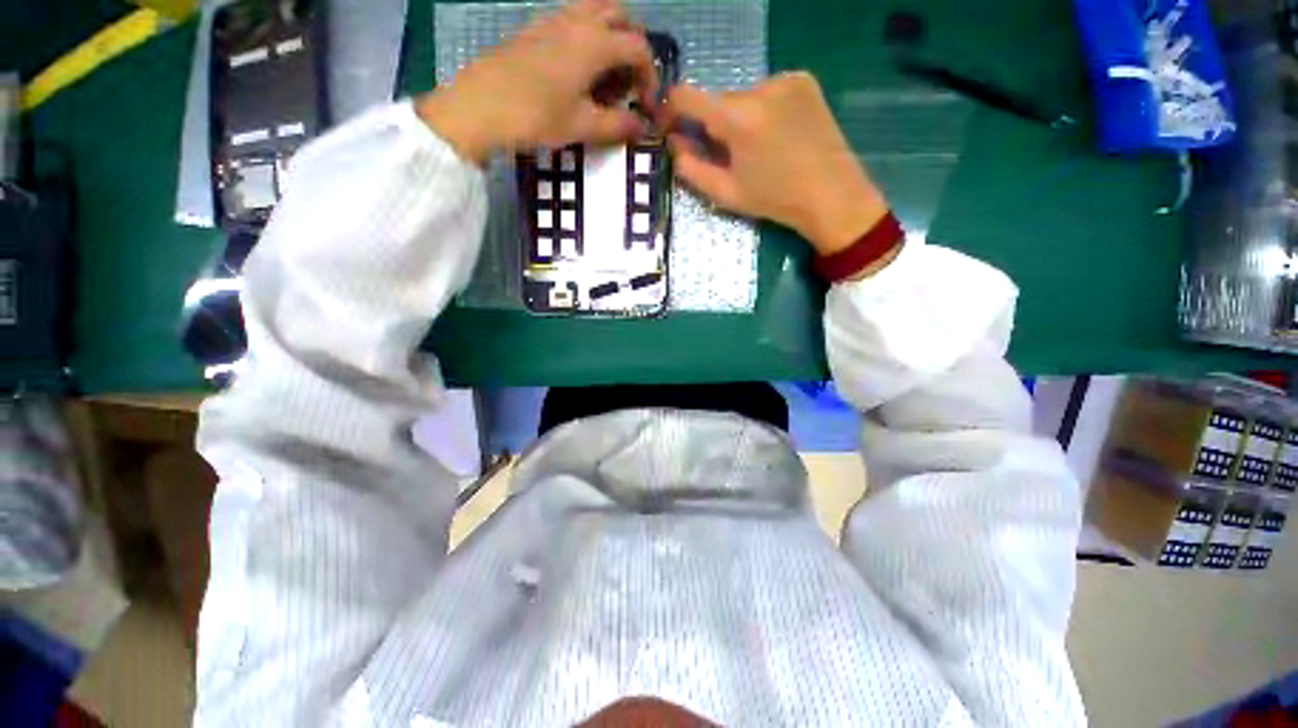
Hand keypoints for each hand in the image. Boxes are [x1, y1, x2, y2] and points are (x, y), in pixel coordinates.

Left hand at [416, 0, 657, 164]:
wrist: (479, 107)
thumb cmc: (536, 117)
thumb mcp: (583, 126)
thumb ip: (619, 125)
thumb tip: (642, 126)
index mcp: (594, 42)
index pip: (638, 47)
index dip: (650, 76)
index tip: (647, 106)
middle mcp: (577, 20)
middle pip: (620, 15)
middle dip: (633, 46)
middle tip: (629, 82)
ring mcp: (552, 19)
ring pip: (595, 12)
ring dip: (610, 37)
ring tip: (604, 77)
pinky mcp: (534, 28)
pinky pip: (571, 20)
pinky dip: (587, 37)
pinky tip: (578, 72)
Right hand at [660, 73, 890, 257]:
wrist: (831, 193)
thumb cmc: (774, 199)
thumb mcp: (725, 193)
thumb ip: (691, 168)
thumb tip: (674, 144)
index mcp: (737, 118)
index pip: (686, 96)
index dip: (672, 110)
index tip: (672, 128)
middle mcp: (759, 87)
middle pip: (719, 100)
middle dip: (715, 124)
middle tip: (728, 155)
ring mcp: (785, 79)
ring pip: (744, 96)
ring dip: (740, 118)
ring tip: (759, 148)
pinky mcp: (804, 80)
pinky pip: (768, 91)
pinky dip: (763, 109)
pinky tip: (778, 133)